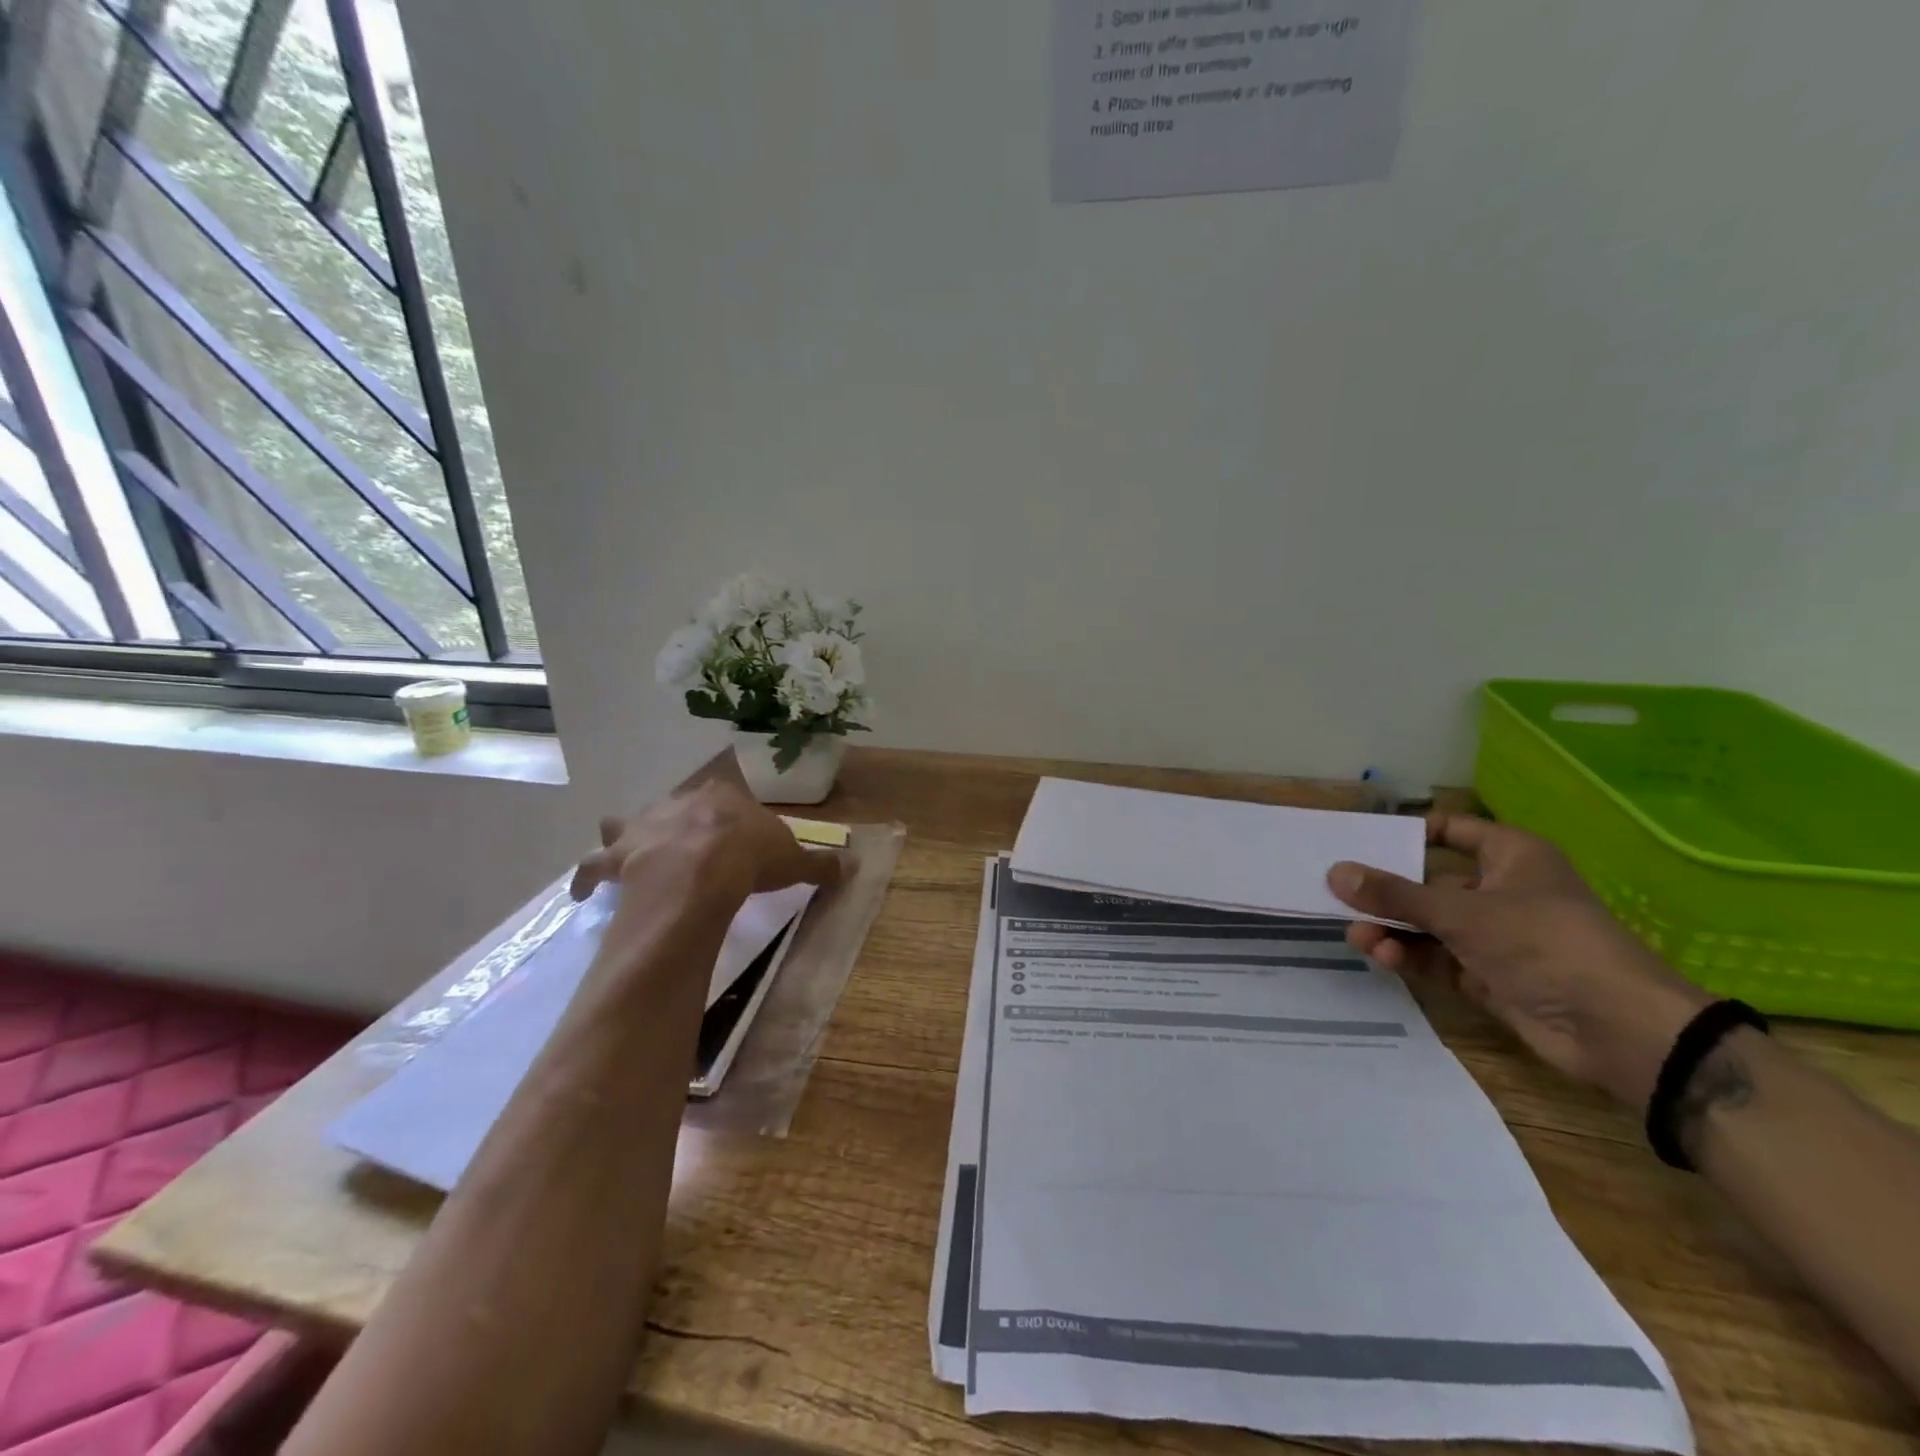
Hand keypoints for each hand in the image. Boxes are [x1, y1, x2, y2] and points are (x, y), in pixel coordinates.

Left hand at [570, 780, 846, 904]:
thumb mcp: (795, 860)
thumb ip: (821, 862)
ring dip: (622, 836)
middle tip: (682, 842)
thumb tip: (853, 865)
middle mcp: (680, 803)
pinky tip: (583, 892)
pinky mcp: (620, 856)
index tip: (733, 831)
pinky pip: (595, 865)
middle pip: (676, 807)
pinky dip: (588, 878)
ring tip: (621, 850)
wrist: (705, 870)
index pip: (726, 797)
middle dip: (677, 821)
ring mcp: (645, 826)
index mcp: (723, 798)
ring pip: (625, 824)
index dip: (728, 815)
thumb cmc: (752, 858)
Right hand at [1326, 815, 1709, 1111]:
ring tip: (1355, 934)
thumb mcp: (1461, 912)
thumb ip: (1394, 894)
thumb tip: (1335, 872)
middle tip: (1339, 893)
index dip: (1407, 833)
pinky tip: (1380, 954)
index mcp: (1510, 857)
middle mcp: (1501, 891)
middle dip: (1386, 890)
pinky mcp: (1489, 975)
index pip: (1451, 831)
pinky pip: (1437, 957)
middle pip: (1430, 881)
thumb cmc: (1544, 943)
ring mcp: (1495, 936)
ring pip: (1429, 923)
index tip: (1359, 841)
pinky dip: (1409, 955)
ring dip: (1392, 927)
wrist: (1619, 1031)